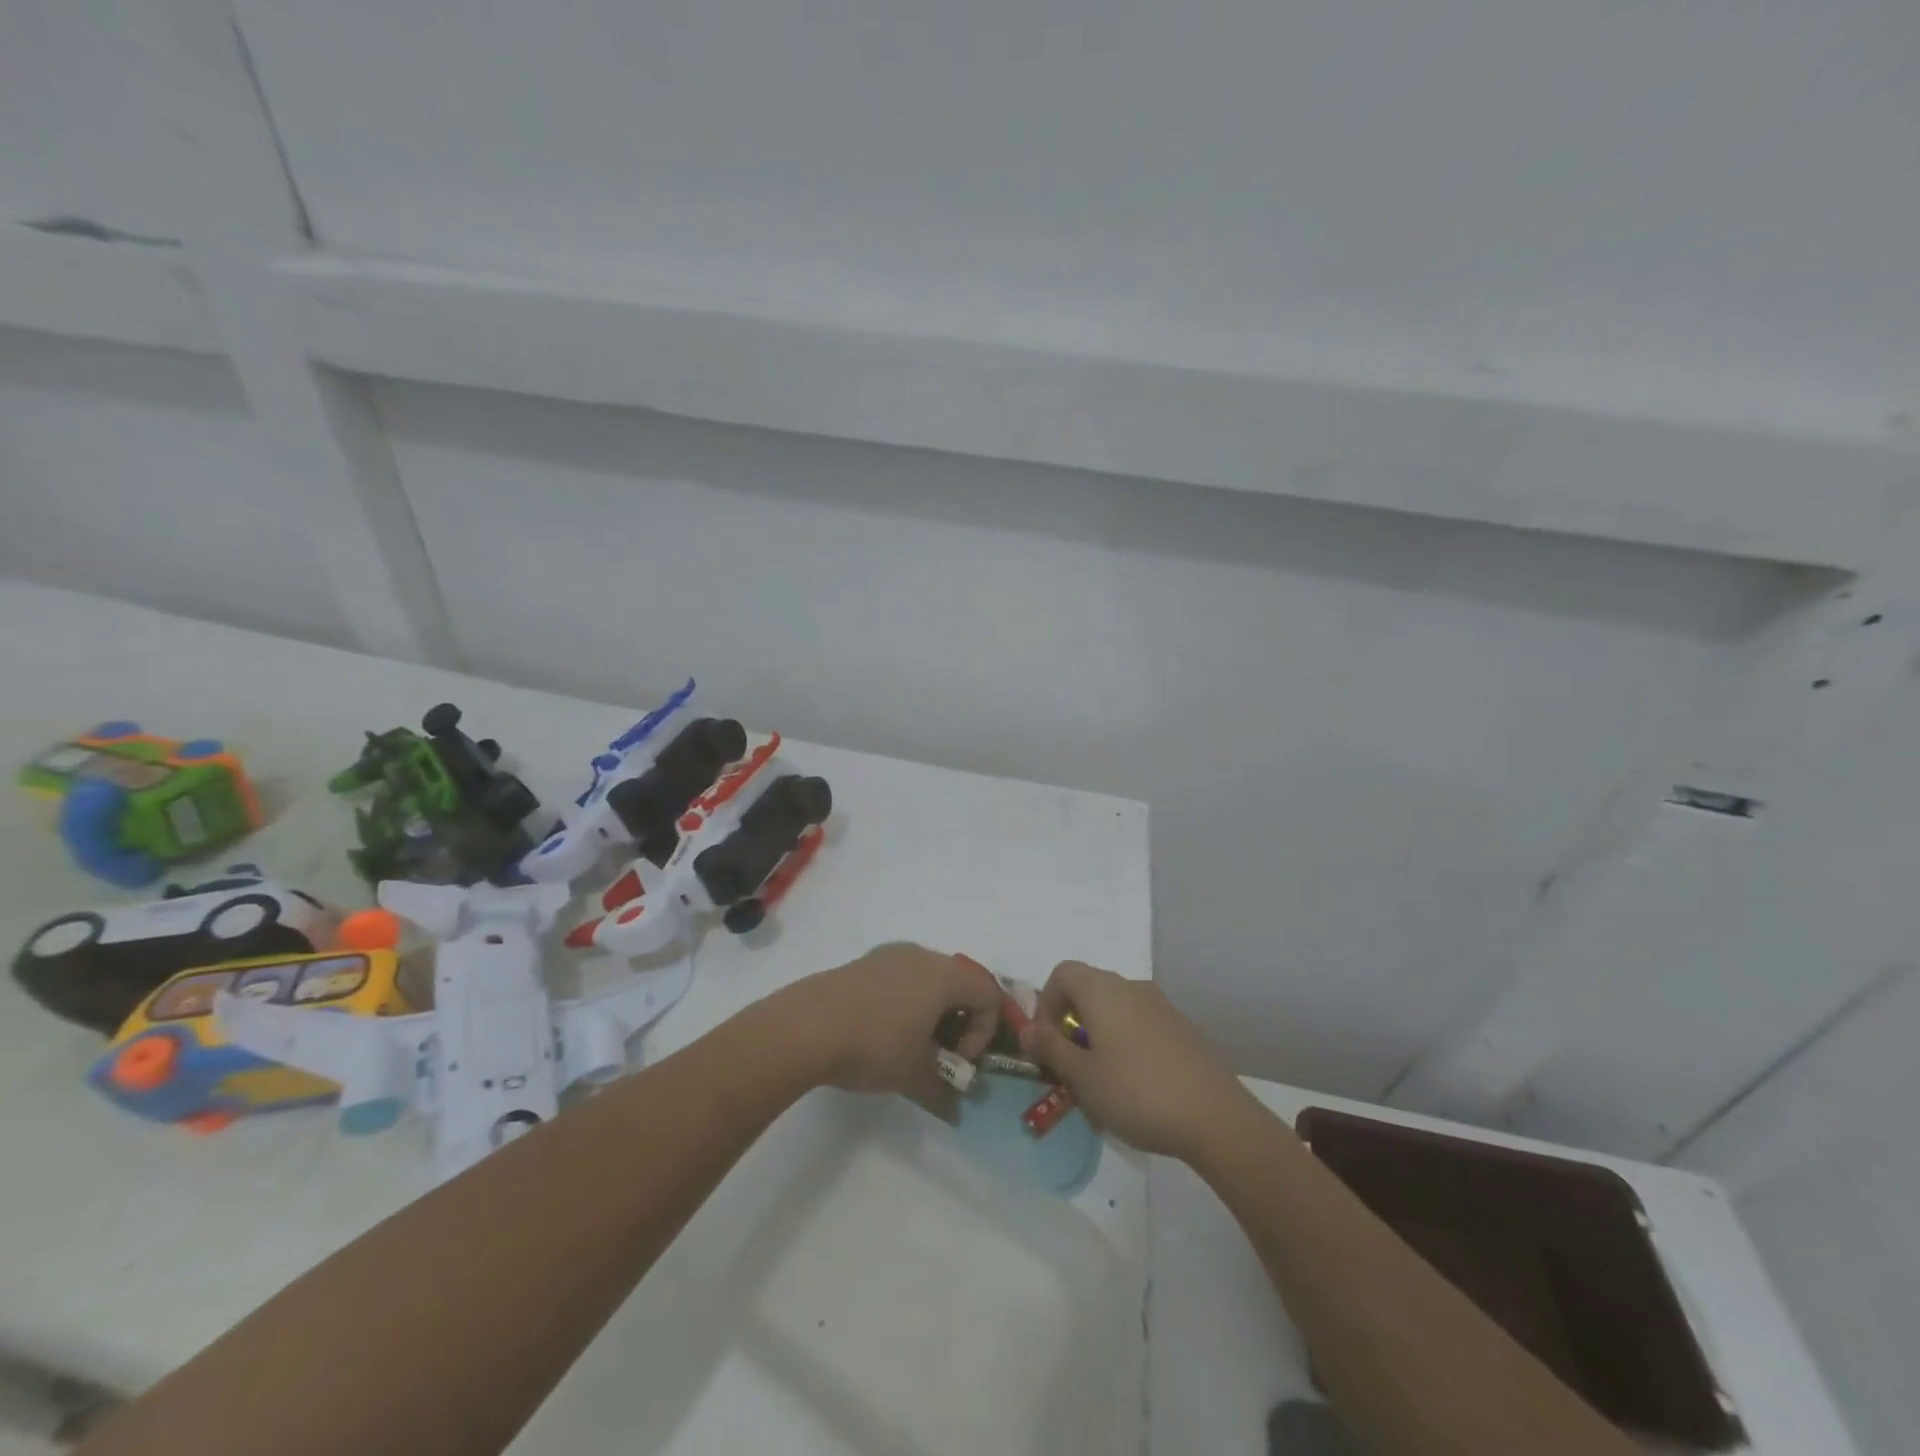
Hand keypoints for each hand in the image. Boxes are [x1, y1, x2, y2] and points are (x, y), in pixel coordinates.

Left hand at [778, 943, 1000, 1117]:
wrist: (806, 1026)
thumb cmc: (875, 1045)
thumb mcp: (914, 1076)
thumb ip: (944, 1092)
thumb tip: (956, 1111)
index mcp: (944, 974)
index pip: (989, 994)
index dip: (984, 1031)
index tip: (959, 1060)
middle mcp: (922, 955)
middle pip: (960, 982)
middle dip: (959, 1022)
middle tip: (941, 1055)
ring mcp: (890, 955)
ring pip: (928, 979)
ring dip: (932, 1013)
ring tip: (911, 1047)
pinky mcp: (864, 963)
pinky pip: (901, 978)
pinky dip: (906, 1003)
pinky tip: (881, 1033)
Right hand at [1020, 961, 1244, 1159]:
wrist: (1215, 1117)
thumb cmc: (1137, 1092)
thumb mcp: (1083, 1077)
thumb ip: (1051, 1048)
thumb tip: (1026, 1029)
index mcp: (1103, 990)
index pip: (1062, 973)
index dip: (1045, 1003)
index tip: (1045, 1043)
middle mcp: (1131, 987)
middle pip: (1088, 989)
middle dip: (1069, 1022)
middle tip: (1067, 1065)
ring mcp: (1160, 1007)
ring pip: (1114, 1009)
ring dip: (1096, 1035)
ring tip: (1097, 1082)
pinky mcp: (1180, 1029)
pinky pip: (1138, 1024)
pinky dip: (1123, 1043)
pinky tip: (1132, 1086)